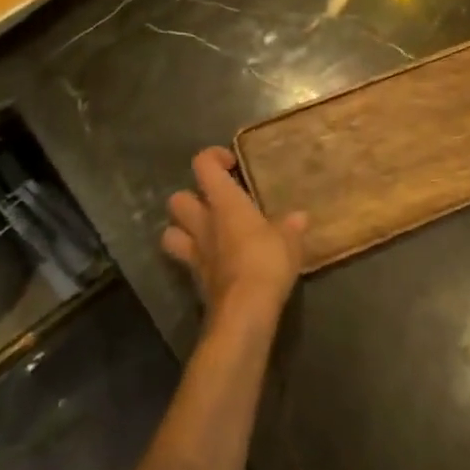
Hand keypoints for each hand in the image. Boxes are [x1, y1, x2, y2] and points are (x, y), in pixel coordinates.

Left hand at [163, 147, 307, 325]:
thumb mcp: (289, 240)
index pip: (203, 165)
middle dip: (191, 197)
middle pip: (177, 199)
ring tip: (205, 232)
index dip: (213, 157)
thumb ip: (290, 226)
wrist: (244, 311)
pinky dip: (196, 260)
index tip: (232, 164)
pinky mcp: (196, 281)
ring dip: (182, 230)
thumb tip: (298, 218)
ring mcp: (195, 253)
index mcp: (224, 203)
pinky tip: (216, 264)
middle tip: (216, 203)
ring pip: (170, 233)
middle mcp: (203, 223)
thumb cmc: (266, 262)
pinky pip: (186, 263)